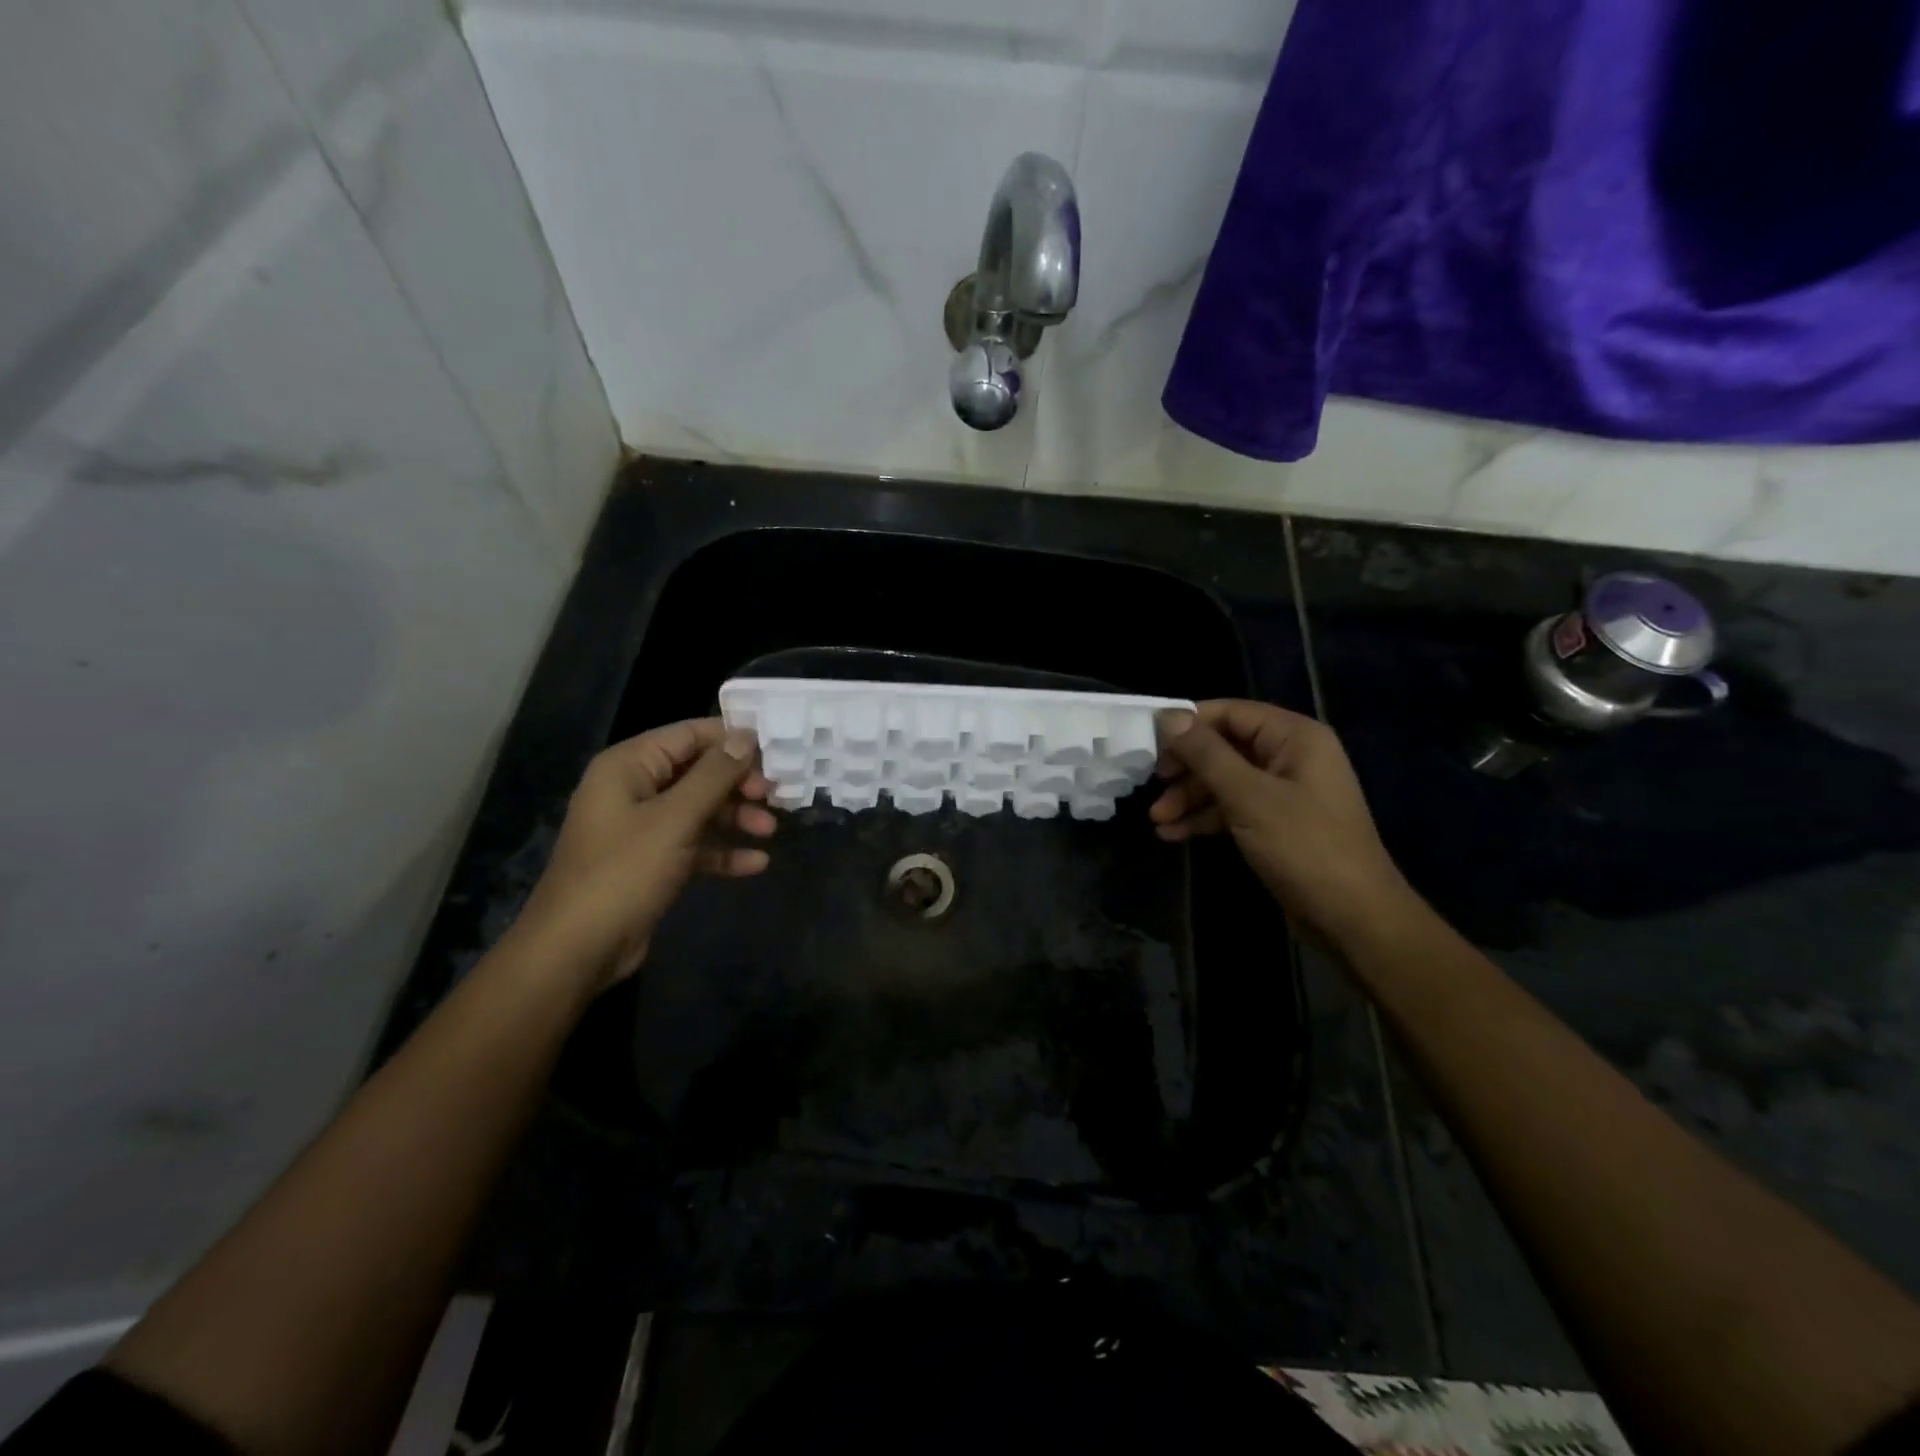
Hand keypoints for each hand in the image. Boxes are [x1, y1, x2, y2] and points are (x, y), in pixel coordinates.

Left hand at [507, 719, 774, 991]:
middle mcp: (635, 789)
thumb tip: (746, 738)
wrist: (577, 949)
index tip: (775, 752)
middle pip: (698, 772)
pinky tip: (755, 864)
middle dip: (738, 783)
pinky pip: (695, 845)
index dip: (732, 740)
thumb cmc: (624, 871)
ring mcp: (643, 828)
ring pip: (700, 809)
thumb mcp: (675, 818)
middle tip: (774, 797)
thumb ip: (714, 775)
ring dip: (736, 817)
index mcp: (629, 766)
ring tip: (769, 831)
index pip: (689, 734)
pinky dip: (722, 851)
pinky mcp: (652, 862)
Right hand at [1150, 700, 1415, 950]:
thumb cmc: (1304, 847)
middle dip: (1186, 768)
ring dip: (1190, 797)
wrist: (1353, 917)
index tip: (1149, 743)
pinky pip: (1233, 807)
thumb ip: (1206, 754)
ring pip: (1225, 780)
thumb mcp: (1248, 796)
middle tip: (1152, 786)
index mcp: (1295, 737)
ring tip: (1157, 821)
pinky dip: (1205, 818)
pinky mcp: (1277, 823)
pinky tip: (1175, 834)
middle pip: (1224, 747)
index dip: (1188, 724)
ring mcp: (1285, 791)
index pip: (1230, 713)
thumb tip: (1168, 715)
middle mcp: (1291, 756)